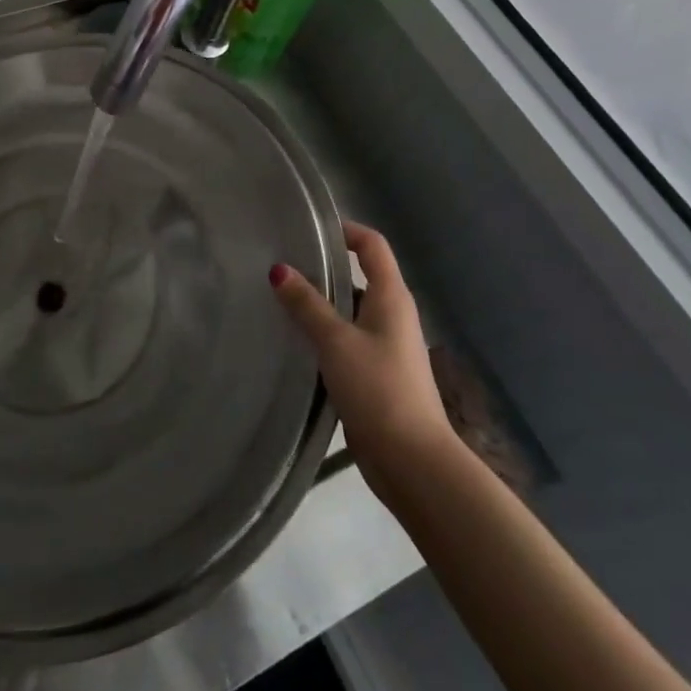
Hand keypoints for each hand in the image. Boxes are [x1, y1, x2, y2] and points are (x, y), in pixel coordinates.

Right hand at [271, 222, 456, 500]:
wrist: (412, 460)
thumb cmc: (378, 389)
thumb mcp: (336, 341)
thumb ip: (307, 304)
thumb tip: (278, 269)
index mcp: (391, 297)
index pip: (372, 245)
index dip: (345, 230)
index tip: (308, 230)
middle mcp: (392, 315)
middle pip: (359, 276)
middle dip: (323, 269)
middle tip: (281, 265)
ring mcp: (386, 346)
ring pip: (349, 311)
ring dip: (320, 305)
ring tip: (278, 301)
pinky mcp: (376, 374)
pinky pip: (346, 340)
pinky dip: (323, 335)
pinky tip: (294, 343)